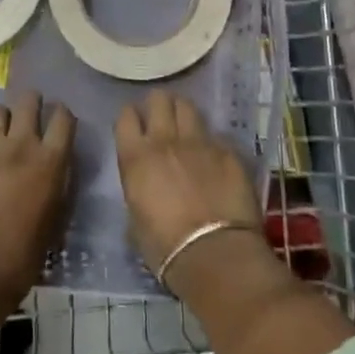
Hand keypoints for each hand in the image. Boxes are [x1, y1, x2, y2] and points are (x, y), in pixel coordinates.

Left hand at [0, 90, 74, 306]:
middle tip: (32, 115)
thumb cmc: (21, 259)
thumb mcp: (54, 222)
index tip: (61, 122)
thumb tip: (54, 174)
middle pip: (27, 101)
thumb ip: (55, 188)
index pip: (63, 118)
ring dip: (4, 118)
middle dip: (32, 102)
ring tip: (4, 135)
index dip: (63, 115)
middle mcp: (19, 146)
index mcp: (49, 162)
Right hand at [114, 90, 262, 278]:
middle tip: (161, 118)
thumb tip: (145, 189)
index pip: (126, 117)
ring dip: (183, 113)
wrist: (215, 254)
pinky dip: (212, 141)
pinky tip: (214, 156)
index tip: (135, 125)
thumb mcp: (135, 220)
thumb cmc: (165, 247)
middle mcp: (165, 141)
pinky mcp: (228, 152)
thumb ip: (138, 192)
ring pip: (188, 107)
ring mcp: (200, 142)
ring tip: (186, 126)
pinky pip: (216, 135)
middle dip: (158, 105)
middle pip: (159, 100)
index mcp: (136, 158)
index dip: (131, 117)